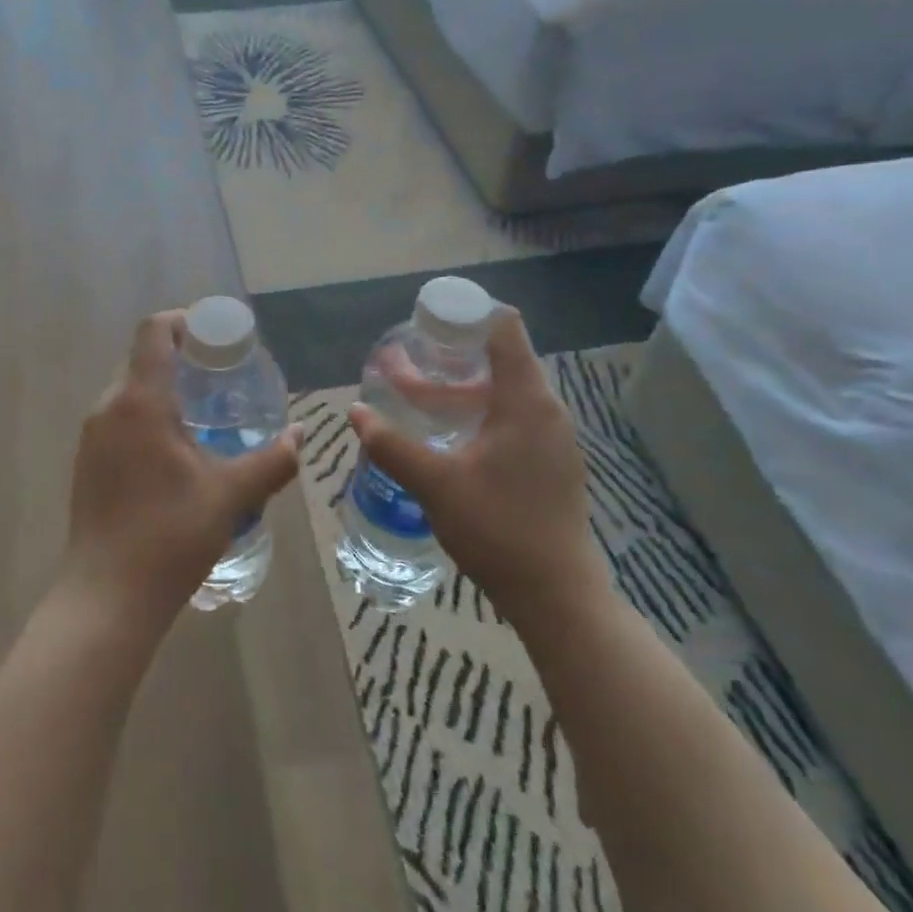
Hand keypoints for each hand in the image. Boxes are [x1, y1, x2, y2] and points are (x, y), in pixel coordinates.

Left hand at [62, 311, 300, 634]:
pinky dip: (148, 416)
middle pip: (143, 359)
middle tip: (222, 378)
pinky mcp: (87, 463)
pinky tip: (176, 451)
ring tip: (205, 415)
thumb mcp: (231, 495)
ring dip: (165, 389)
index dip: (185, 321)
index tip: (217, 338)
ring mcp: (92, 437)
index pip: (154, 331)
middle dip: (182, 358)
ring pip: (130, 391)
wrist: (107, 598)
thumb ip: (272, 461)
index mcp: (140, 401)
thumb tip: (301, 436)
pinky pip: (119, 419)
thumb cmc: (170, 536)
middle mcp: (108, 408)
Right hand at [349, 308, 608, 626]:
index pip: (504, 328)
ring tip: (417, 395)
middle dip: (451, 355)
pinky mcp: (550, 463)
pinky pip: (512, 418)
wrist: (557, 596)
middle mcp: (546, 410)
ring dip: (461, 389)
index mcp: (527, 401)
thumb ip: (391, 444)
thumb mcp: (435, 484)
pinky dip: (479, 412)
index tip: (428, 321)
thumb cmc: (498, 528)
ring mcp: (552, 438)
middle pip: (500, 359)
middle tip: (409, 359)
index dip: (466, 315)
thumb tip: (355, 412)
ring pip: (504, 393)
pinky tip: (448, 435)